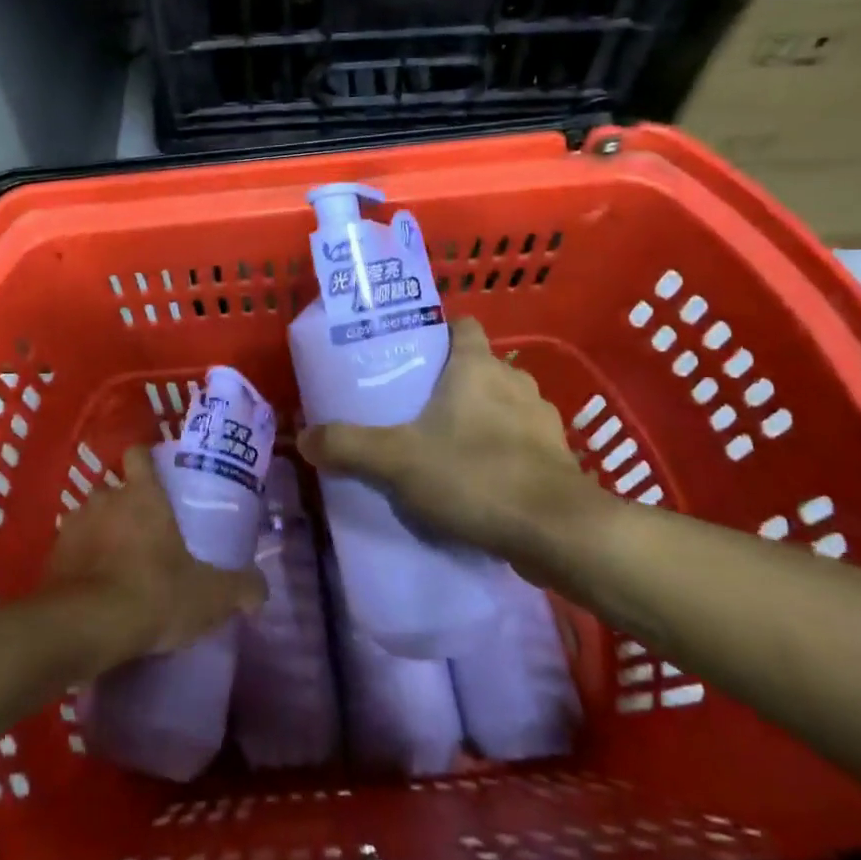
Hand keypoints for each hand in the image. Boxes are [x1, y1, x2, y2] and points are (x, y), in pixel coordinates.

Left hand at [41, 446, 266, 671]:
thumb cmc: (153, 594)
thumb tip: (261, 591)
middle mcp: (104, 499)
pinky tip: (95, 588)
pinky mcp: (52, 558)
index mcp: (142, 494)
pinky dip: (81, 562)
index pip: (138, 454)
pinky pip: (71, 550)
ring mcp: (73, 526)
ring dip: (101, 533)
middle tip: (146, 532)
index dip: (147, 460)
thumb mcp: (210, 596)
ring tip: (119, 563)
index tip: (158, 476)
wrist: (84, 628)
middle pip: (113, 488)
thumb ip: (240, 589)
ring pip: (89, 518)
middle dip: (126, 505)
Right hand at [297, 317, 614, 572]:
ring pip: (503, 405)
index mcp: (477, 367)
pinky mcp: (558, 458)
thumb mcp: (396, 461)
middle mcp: (515, 382)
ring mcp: (542, 421)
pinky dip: (502, 452)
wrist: (557, 533)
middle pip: (480, 367)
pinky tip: (480, 480)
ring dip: (480, 417)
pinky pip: (522, 443)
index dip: (439, 332)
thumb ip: (347, 446)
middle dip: (452, 381)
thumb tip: (302, 438)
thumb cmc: (474, 476)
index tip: (412, 351)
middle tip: (415, 406)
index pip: (462, 326)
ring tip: (446, 445)